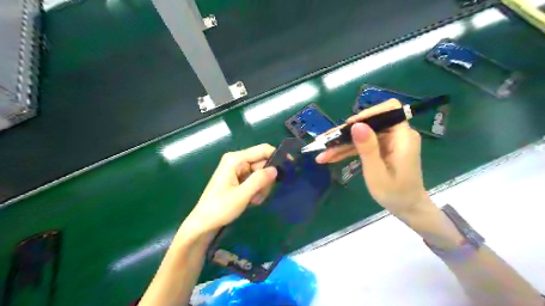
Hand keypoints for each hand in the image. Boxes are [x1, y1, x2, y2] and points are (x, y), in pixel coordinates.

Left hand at [181, 144, 276, 235]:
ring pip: (260, 174)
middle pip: (262, 163)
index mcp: (235, 159)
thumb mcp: (242, 195)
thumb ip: (259, 180)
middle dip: (265, 180)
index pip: (262, 150)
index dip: (277, 156)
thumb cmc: (220, 208)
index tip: (289, 166)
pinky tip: (251, 201)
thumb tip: (275, 169)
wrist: (203, 224)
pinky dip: (256, 191)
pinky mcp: (238, 179)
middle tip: (260, 195)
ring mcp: (237, 170)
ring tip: (253, 200)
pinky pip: (255, 181)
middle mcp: (237, 161)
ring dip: (261, 188)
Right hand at [315, 99, 434, 216]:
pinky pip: (363, 144)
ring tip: (323, 155)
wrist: (407, 207)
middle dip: (346, 134)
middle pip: (369, 124)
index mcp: (402, 137)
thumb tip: (356, 125)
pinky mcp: (382, 148)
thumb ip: (368, 149)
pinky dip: (348, 150)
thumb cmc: (395, 194)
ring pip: (362, 135)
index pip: (388, 110)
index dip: (367, 114)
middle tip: (325, 143)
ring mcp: (388, 141)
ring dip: (342, 144)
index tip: (349, 127)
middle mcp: (397, 135)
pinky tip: (331, 157)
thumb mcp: (377, 173)